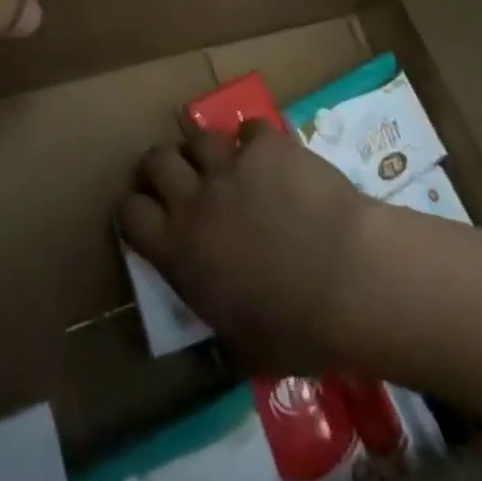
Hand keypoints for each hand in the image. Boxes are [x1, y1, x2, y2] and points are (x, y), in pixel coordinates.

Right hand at [121, 122, 371, 374]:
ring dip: (206, 150)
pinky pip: (250, 130)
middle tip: (180, 178)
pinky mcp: (267, 145)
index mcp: (179, 250)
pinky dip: (257, 142)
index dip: (136, 210)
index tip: (149, 214)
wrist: (351, 279)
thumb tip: (213, 349)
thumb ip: (220, 333)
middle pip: (156, 160)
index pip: (130, 213)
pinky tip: (271, 157)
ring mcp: (231, 166)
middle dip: (162, 166)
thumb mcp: (246, 350)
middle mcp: (194, 199)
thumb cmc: (298, 330)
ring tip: (223, 162)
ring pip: (199, 136)